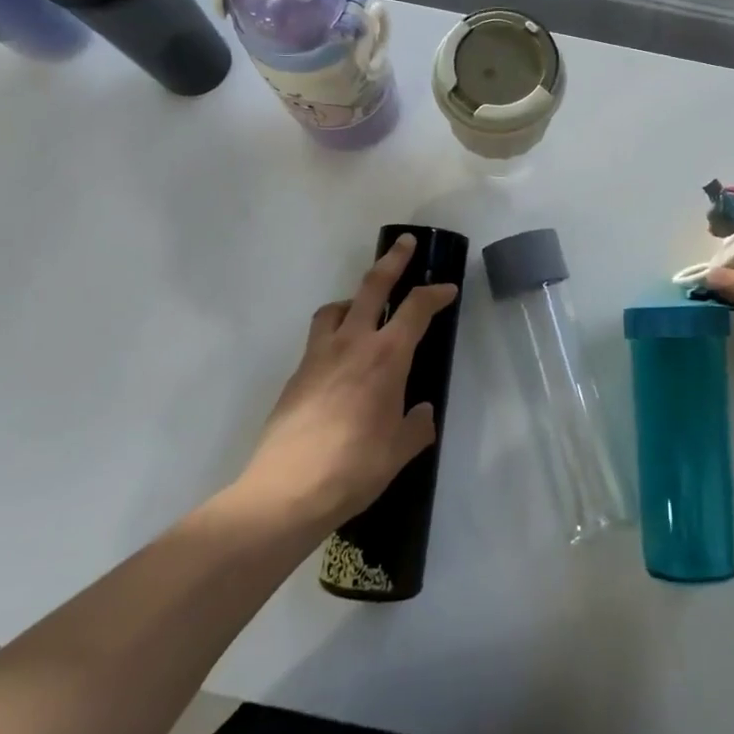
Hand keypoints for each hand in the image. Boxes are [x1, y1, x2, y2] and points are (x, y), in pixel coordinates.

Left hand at [238, 236, 458, 532]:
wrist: (286, 491)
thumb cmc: (354, 468)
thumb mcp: (399, 451)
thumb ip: (416, 425)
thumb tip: (421, 412)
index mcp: (386, 357)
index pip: (416, 309)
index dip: (435, 294)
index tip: (447, 289)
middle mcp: (352, 344)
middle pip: (373, 287)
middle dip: (393, 261)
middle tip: (405, 243)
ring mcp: (319, 355)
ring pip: (335, 307)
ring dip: (353, 298)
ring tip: (362, 307)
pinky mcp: (297, 374)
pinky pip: (318, 337)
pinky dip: (333, 332)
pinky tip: (339, 360)